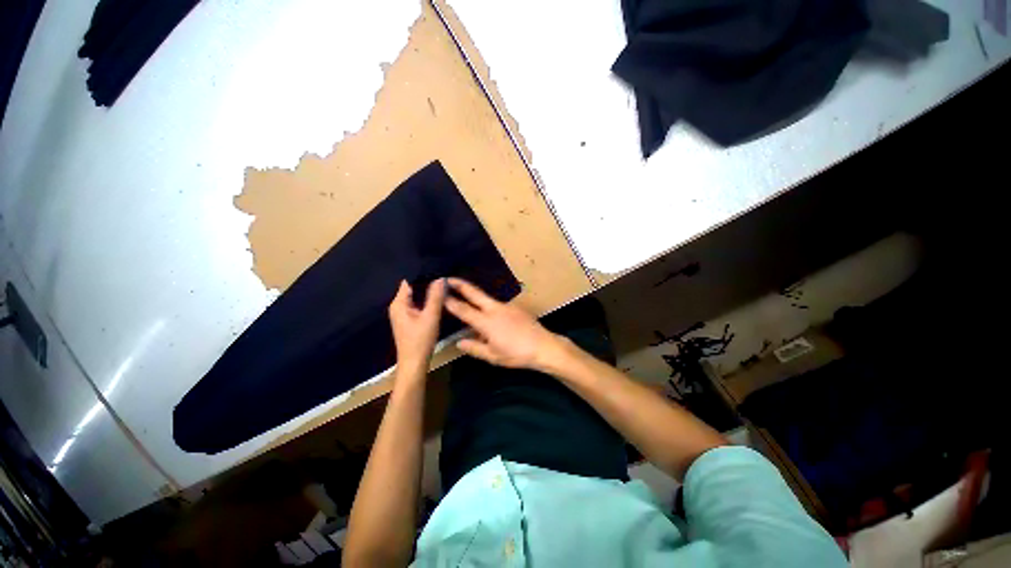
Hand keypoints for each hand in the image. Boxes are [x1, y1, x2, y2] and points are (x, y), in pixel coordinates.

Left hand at [388, 279, 446, 370]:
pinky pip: (417, 303)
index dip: (422, 273)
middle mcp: (397, 306)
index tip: (436, 267)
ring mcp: (402, 313)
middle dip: (426, 281)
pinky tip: (437, 297)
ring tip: (442, 282)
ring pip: (415, 295)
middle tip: (442, 274)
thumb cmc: (420, 340)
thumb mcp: (430, 317)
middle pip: (412, 287)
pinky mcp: (408, 319)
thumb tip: (441, 278)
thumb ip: (435, 297)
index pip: (408, 280)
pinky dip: (426, 299)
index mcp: (398, 303)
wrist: (414, 363)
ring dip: (427, 290)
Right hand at [444, 278, 562, 370]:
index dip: (451, 302)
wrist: (544, 346)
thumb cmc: (517, 354)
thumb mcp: (493, 356)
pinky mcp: (515, 307)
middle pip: (475, 294)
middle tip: (449, 278)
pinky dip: (490, 309)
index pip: (464, 310)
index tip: (441, 294)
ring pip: (487, 300)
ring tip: (469, 304)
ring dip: (476, 298)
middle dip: (461, 285)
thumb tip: (459, 342)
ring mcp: (507, 306)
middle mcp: (495, 309)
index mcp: (487, 322)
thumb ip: (474, 348)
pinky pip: (498, 306)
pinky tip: (492, 319)